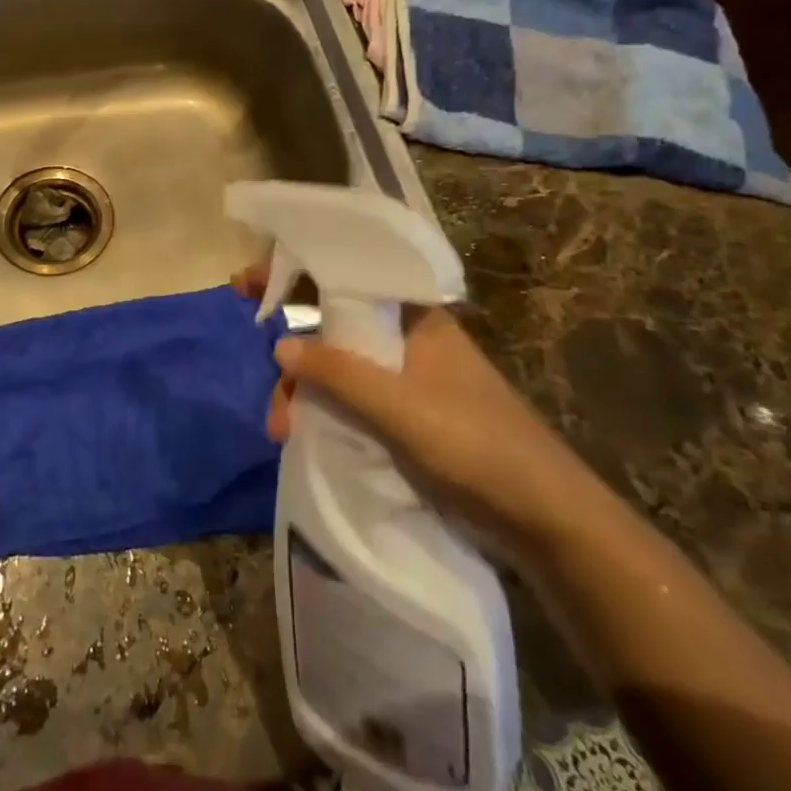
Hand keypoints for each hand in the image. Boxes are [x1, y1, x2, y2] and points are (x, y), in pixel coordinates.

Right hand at [232, 265, 599, 549]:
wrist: (543, 519)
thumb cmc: (476, 446)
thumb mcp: (400, 407)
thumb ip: (338, 373)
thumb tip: (279, 345)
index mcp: (412, 318)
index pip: (344, 276)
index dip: (294, 271)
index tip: (247, 284)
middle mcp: (405, 339)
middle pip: (331, 325)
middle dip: (292, 351)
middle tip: (265, 383)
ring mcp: (405, 378)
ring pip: (336, 366)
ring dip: (303, 390)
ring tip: (282, 430)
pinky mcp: (405, 415)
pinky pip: (349, 398)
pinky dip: (322, 410)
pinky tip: (302, 434)